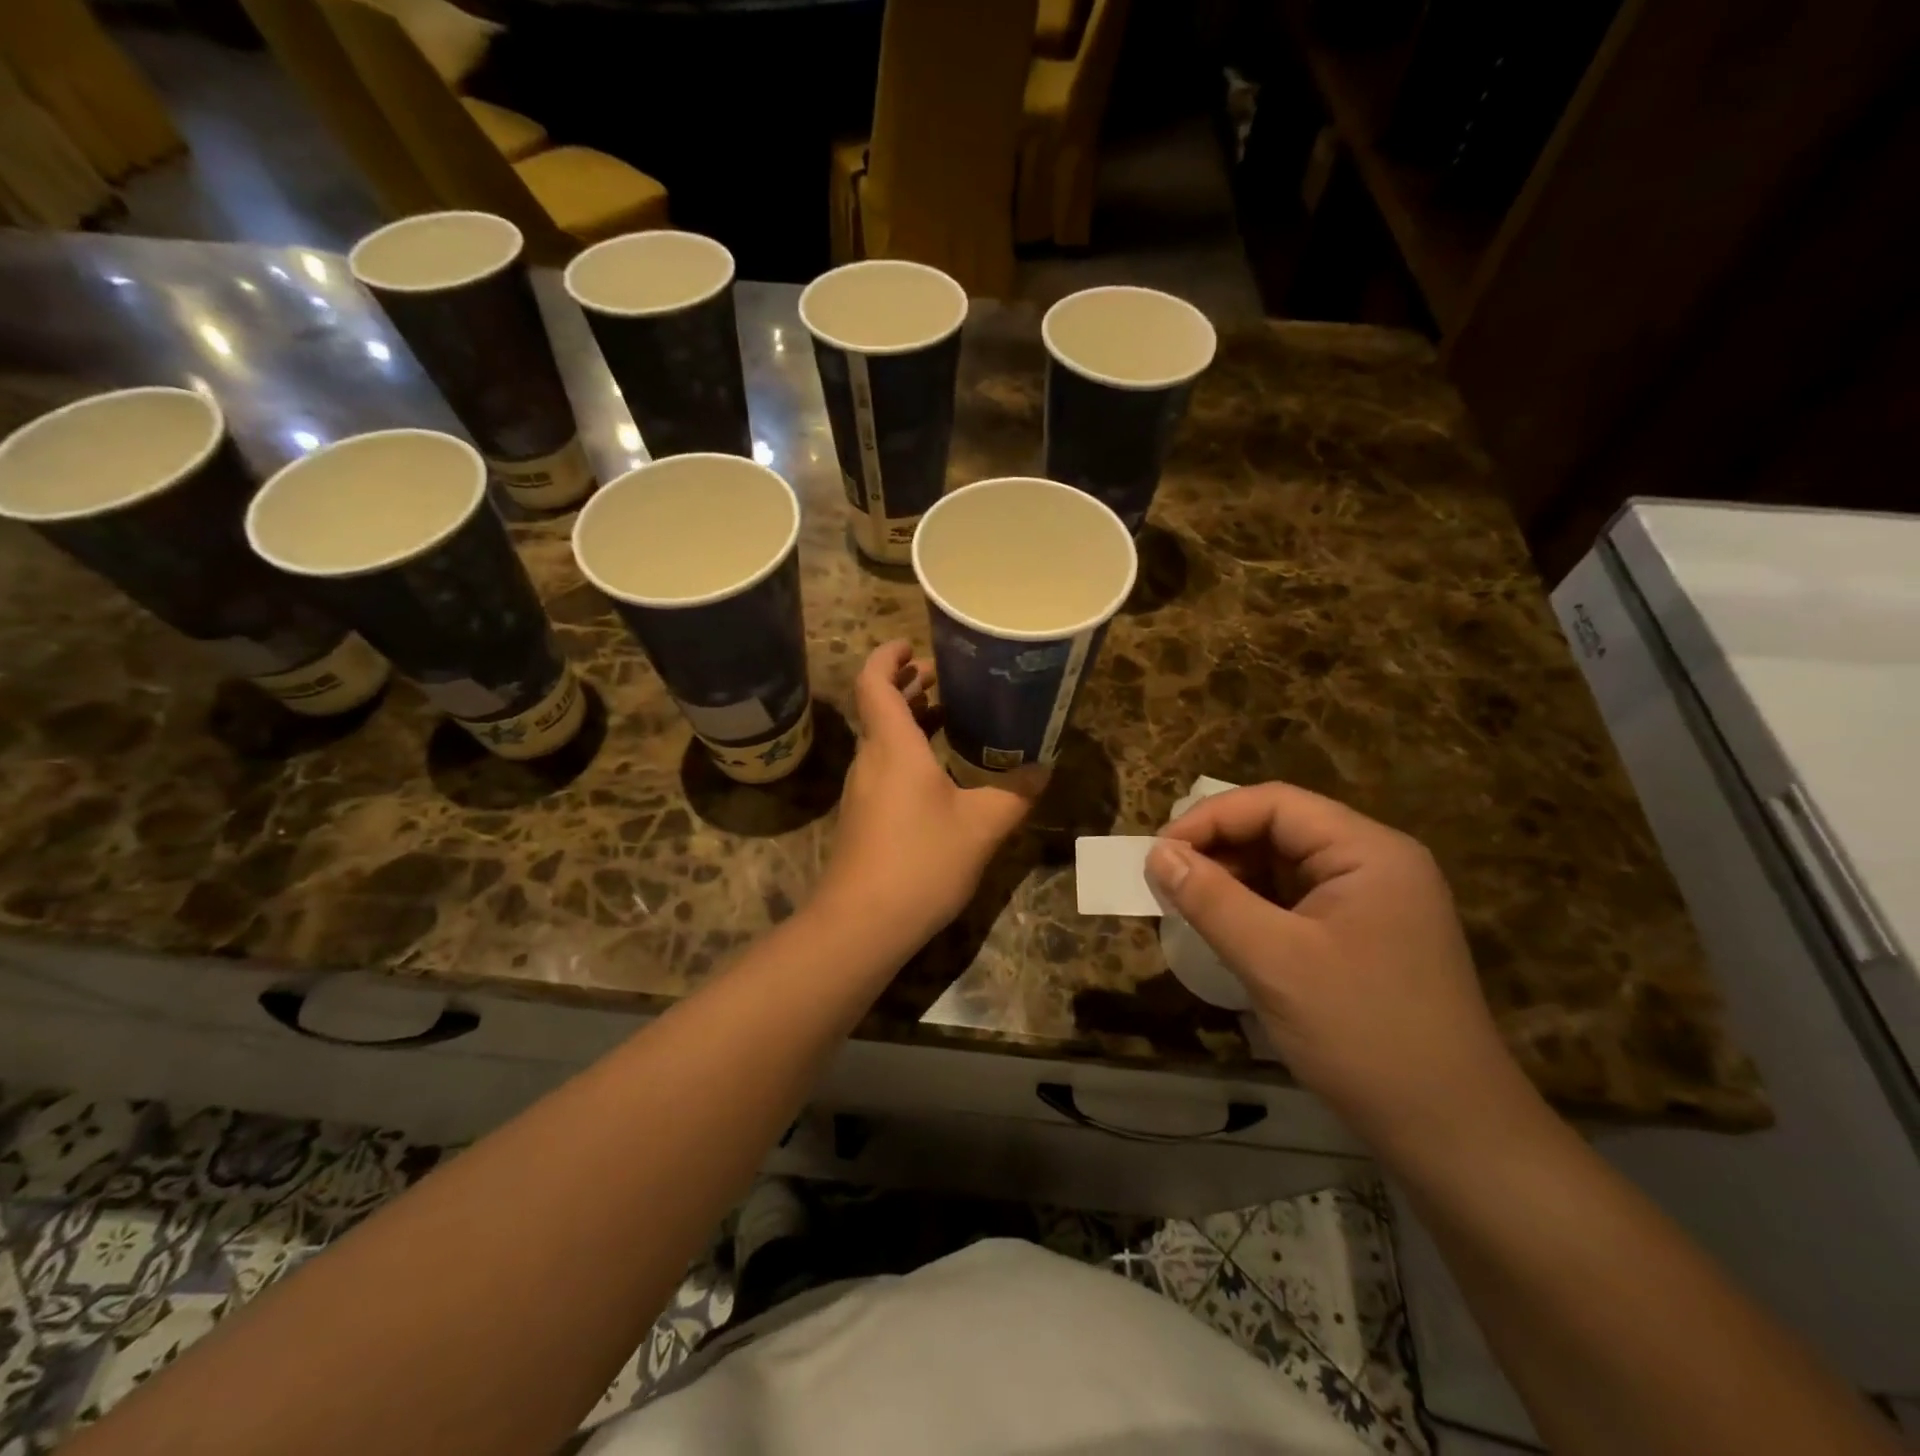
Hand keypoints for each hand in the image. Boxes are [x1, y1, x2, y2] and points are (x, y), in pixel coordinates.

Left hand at [816, 641, 1038, 949]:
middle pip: (879, 707)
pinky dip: (907, 752)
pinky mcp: (862, 817)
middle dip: (907, 685)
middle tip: (944, 678)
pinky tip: (939, 772)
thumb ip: (1015, 793)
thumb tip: (1043, 768)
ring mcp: (862, 791)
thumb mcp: (981, 826)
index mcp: (893, 746)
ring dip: (909, 719)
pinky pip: (884, 767)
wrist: (862, 924)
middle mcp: (871, 760)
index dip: (887, 656)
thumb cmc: (920, 862)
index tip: (912, 644)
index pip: (873, 682)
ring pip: (881, 739)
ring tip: (948, 714)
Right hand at [1146, 783, 1531, 1150]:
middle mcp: (1374, 863)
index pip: (1276, 804)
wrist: (1451, 1134)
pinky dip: (1252, 907)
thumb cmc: (1363, 1034)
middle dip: (1218, 848)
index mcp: (1368, 851)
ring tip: (1185, 903)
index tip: (1158, 852)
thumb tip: (1156, 854)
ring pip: (1284, 866)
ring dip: (1231, 878)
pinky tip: (1223, 928)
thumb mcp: (1274, 961)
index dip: (1210, 818)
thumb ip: (1211, 899)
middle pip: (1280, 829)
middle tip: (1165, 879)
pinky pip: (1295, 901)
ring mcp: (1372, 901)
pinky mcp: (1362, 935)